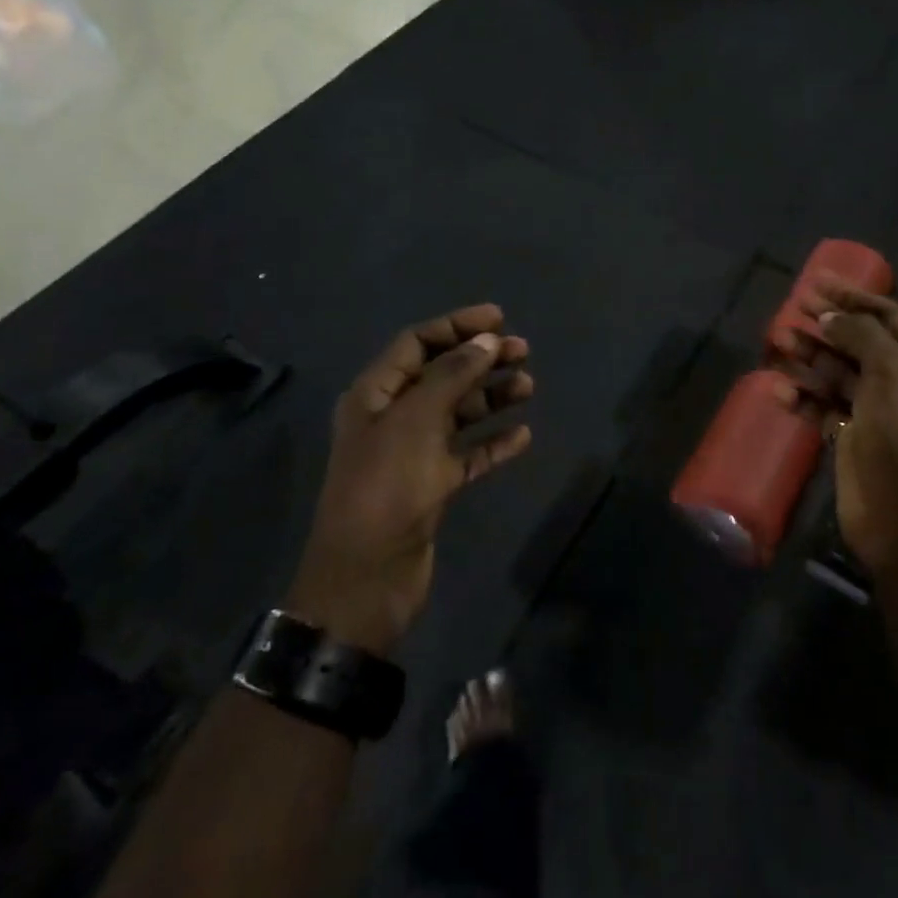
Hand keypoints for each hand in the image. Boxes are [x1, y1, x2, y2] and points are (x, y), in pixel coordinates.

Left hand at [287, 305, 533, 655]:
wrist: (367, 578)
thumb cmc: (386, 487)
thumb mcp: (416, 421)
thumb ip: (452, 375)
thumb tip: (487, 340)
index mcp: (374, 395)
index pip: (416, 344)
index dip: (456, 326)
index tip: (499, 319)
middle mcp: (392, 418)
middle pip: (441, 375)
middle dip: (481, 359)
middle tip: (524, 351)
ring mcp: (412, 454)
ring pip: (458, 413)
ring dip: (492, 397)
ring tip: (530, 387)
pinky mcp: (432, 487)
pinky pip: (468, 454)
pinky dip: (493, 442)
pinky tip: (522, 435)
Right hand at [776, 281, 897, 579]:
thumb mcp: (892, 372)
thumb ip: (861, 334)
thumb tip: (830, 316)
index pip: (888, 316)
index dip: (854, 297)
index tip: (817, 282)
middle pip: (858, 342)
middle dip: (826, 324)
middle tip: (792, 308)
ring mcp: (874, 412)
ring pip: (836, 373)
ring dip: (808, 357)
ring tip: (778, 342)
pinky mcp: (850, 438)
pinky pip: (822, 407)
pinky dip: (802, 397)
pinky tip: (779, 391)